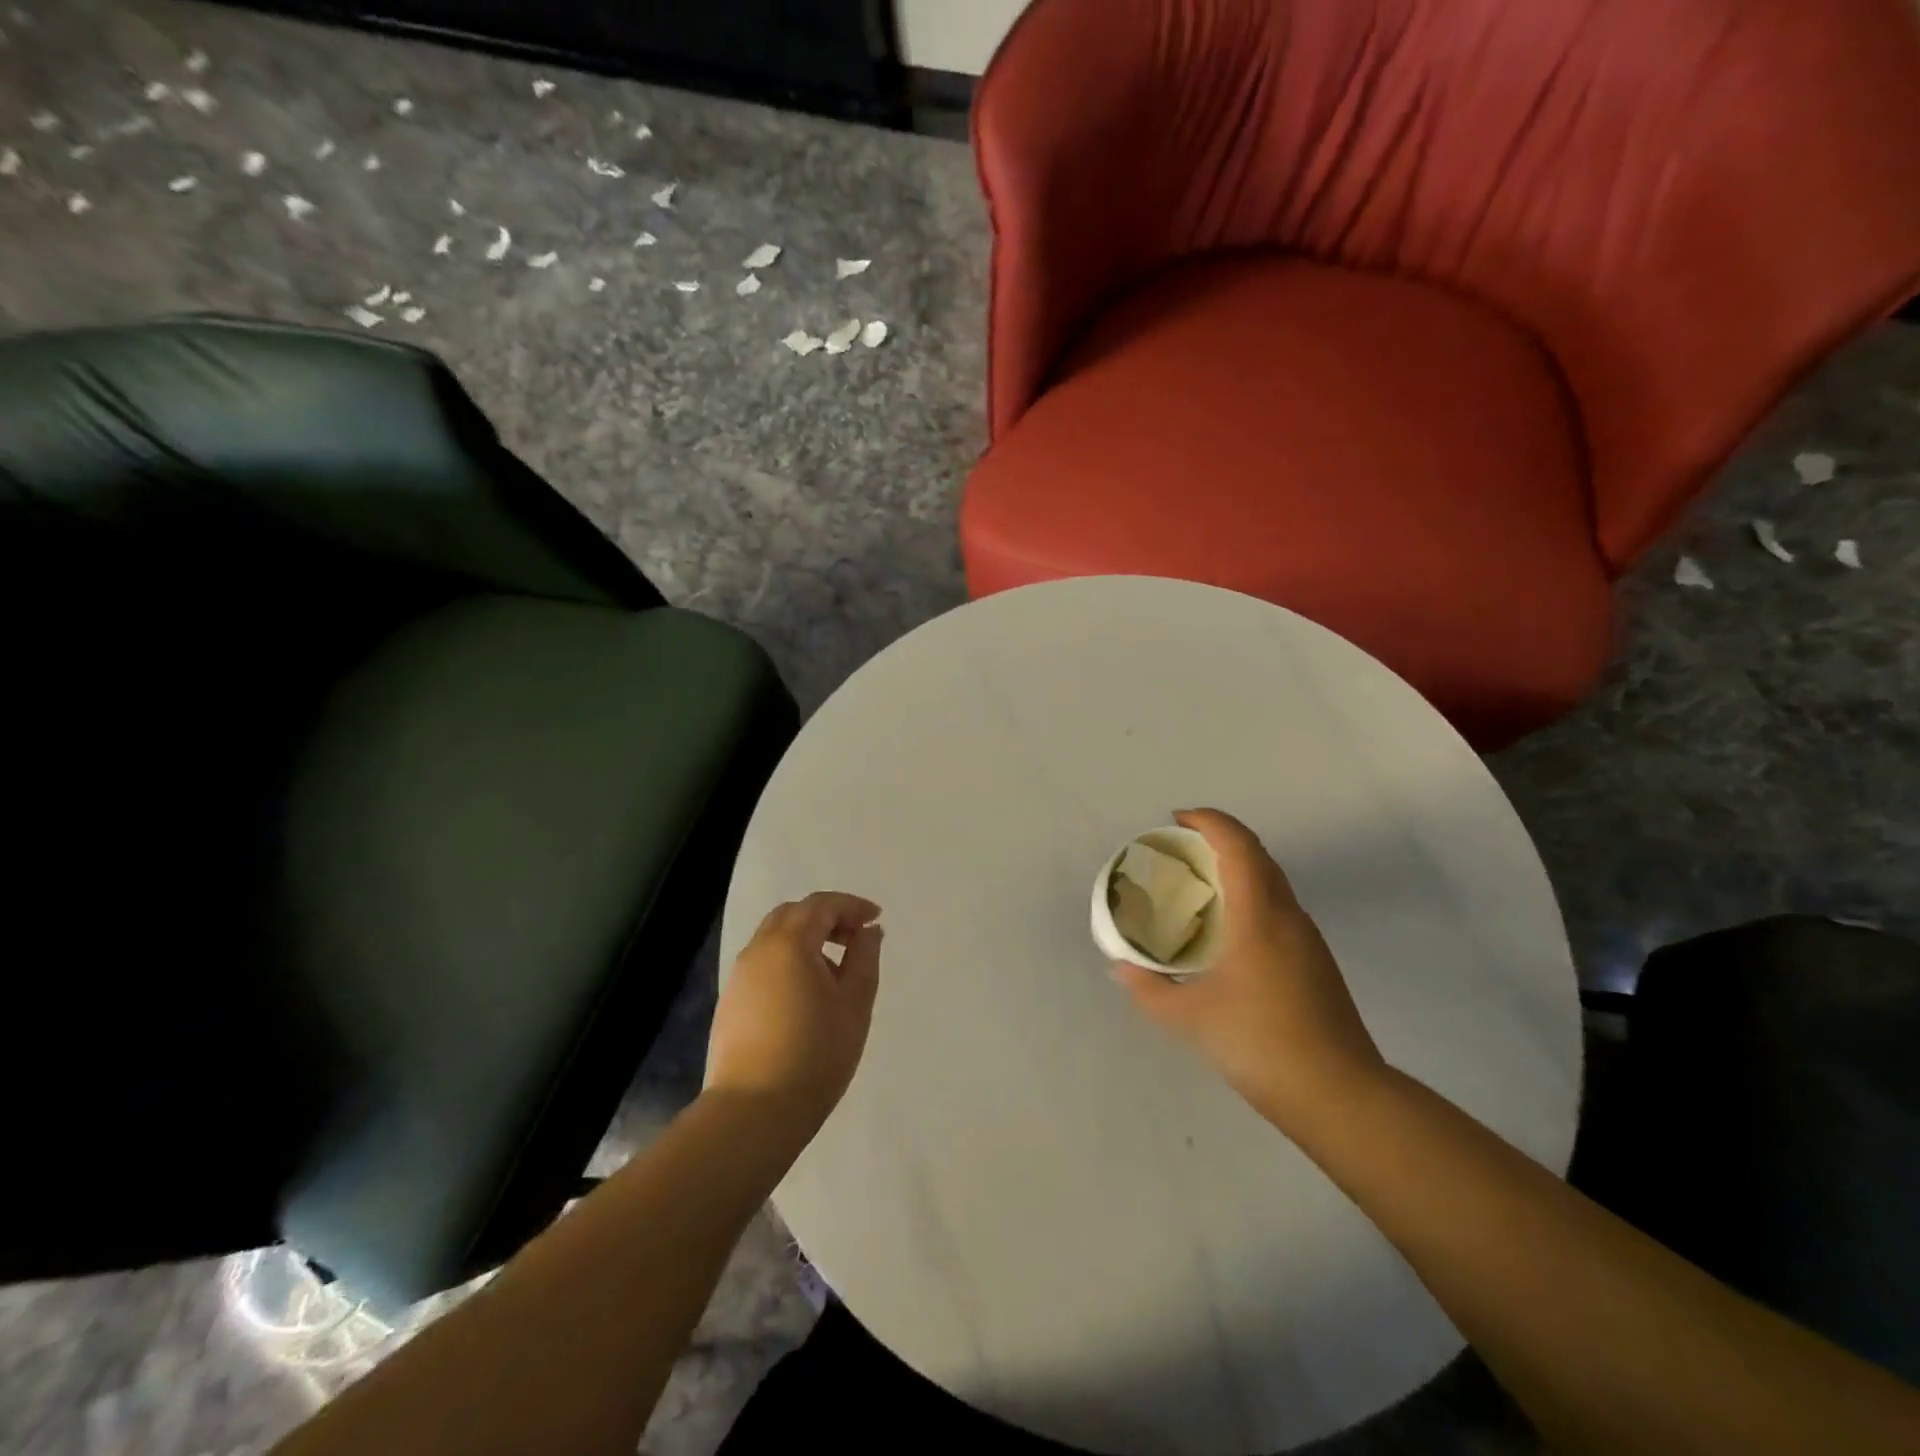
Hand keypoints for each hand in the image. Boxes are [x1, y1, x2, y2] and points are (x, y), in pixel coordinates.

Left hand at [706, 892, 883, 1132]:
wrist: (753, 1111)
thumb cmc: (815, 1054)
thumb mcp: (855, 1003)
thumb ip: (865, 958)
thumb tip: (868, 931)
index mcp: (790, 943)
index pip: (822, 905)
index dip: (852, 906)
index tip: (876, 918)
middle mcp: (759, 950)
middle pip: (794, 914)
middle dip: (827, 917)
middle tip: (856, 938)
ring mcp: (740, 976)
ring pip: (775, 937)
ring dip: (807, 938)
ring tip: (835, 969)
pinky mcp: (731, 1001)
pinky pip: (764, 962)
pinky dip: (789, 959)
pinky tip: (807, 992)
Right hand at [1111, 810, 1386, 1130]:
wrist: (1339, 1096)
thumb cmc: (1259, 1044)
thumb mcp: (1188, 1017)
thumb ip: (1148, 988)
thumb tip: (1120, 968)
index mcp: (1259, 916)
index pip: (1238, 845)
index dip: (1209, 821)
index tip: (1176, 820)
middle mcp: (1289, 916)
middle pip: (1259, 856)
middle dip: (1220, 839)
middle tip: (1182, 850)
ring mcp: (1309, 940)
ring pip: (1273, 883)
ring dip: (1238, 869)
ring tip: (1200, 887)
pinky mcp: (1317, 964)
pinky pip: (1279, 909)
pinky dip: (1251, 898)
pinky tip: (1230, 932)